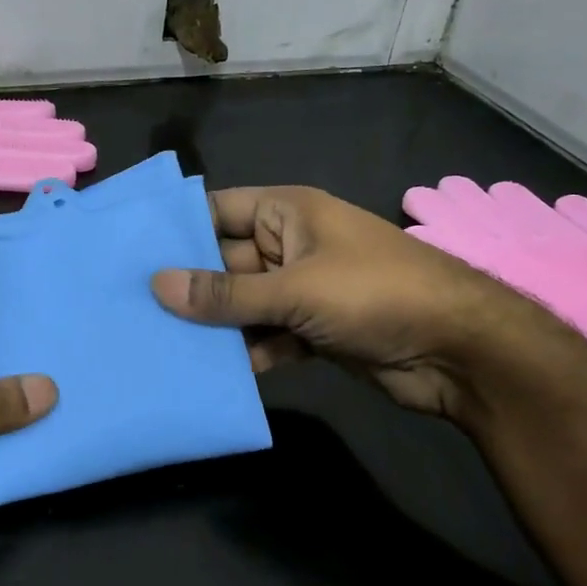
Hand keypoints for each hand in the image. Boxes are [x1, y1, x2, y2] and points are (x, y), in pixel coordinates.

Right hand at [150, 186, 575, 419]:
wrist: (460, 352)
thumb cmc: (375, 294)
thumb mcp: (295, 290)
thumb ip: (225, 294)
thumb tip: (156, 285)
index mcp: (287, 213)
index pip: (216, 211)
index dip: (175, 229)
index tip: (126, 253)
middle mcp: (289, 246)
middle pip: (223, 262)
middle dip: (186, 286)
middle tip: (127, 309)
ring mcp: (301, 291)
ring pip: (242, 305)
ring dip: (212, 326)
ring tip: (154, 345)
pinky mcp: (312, 331)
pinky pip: (265, 336)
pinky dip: (244, 353)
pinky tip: (208, 374)